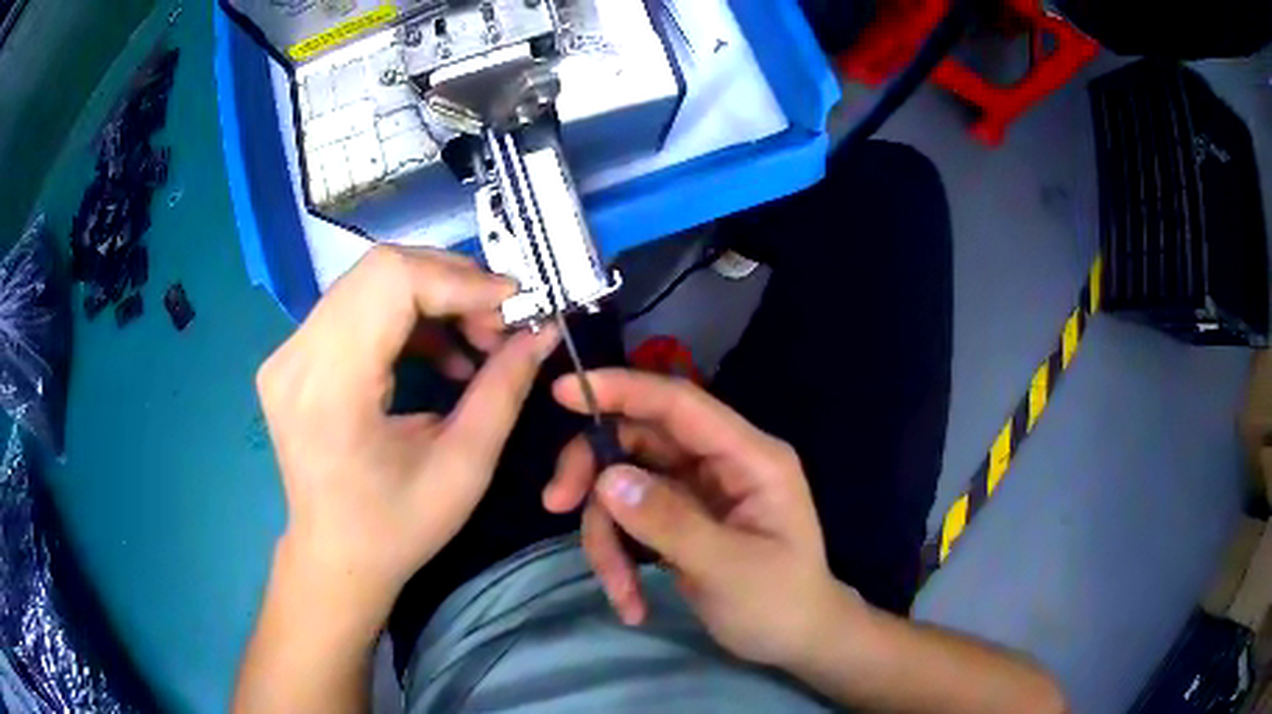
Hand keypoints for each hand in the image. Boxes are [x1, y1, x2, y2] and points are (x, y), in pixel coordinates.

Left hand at [257, 246, 557, 632]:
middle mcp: (295, 356)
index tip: (514, 304)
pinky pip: (357, 306)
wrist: (334, 559)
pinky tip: (438, 350)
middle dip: (452, 284)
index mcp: (330, 387)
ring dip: (433, 297)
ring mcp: (287, 352)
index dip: (459, 280)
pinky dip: (406, 315)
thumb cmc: (397, 529)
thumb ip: (504, 388)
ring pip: (369, 282)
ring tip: (475, 340)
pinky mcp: (292, 356)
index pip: (392, 282)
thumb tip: (545, 329)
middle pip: (380, 270)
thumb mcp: (464, 467)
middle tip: (499, 323)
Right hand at [544, 369, 862, 666]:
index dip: (623, 389)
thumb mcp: (729, 568)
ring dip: (607, 535)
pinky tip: (630, 599)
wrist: (795, 639)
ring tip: (621, 593)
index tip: (563, 391)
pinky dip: (619, 555)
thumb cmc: (779, 603)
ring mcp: (697, 491)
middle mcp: (720, 463)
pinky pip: (630, 519)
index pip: (680, 404)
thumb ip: (669, 521)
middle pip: (638, 441)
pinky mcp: (679, 519)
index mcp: (749, 457)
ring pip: (625, 485)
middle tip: (556, 505)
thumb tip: (608, 479)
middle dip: (595, 475)